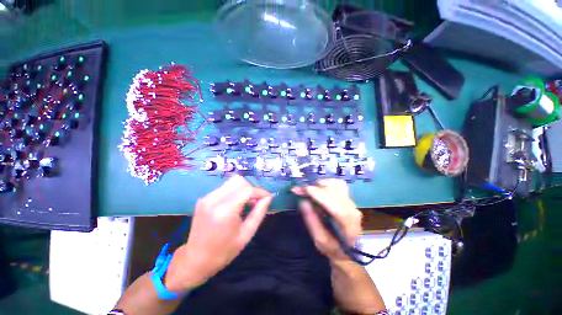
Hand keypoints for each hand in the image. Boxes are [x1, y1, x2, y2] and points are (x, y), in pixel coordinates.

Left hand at [165, 175, 272, 291]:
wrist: (195, 260)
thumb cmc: (224, 251)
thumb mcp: (246, 234)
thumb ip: (259, 212)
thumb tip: (268, 197)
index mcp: (225, 211)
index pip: (247, 190)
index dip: (260, 192)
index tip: (267, 198)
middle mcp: (214, 200)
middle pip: (239, 180)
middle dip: (251, 188)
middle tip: (256, 201)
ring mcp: (207, 198)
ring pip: (231, 182)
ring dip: (243, 189)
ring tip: (246, 203)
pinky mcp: (204, 198)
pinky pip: (224, 187)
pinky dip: (234, 192)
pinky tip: (235, 205)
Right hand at [292, 179, 361, 261]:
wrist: (350, 251)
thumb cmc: (334, 249)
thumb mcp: (320, 240)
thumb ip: (311, 221)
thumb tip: (303, 201)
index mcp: (348, 224)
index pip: (333, 203)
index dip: (317, 194)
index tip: (301, 190)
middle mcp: (352, 209)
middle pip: (334, 191)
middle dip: (314, 188)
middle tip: (299, 190)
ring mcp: (352, 203)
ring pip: (336, 184)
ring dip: (320, 185)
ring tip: (309, 192)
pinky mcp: (349, 199)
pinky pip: (338, 185)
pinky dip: (326, 184)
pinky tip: (319, 191)